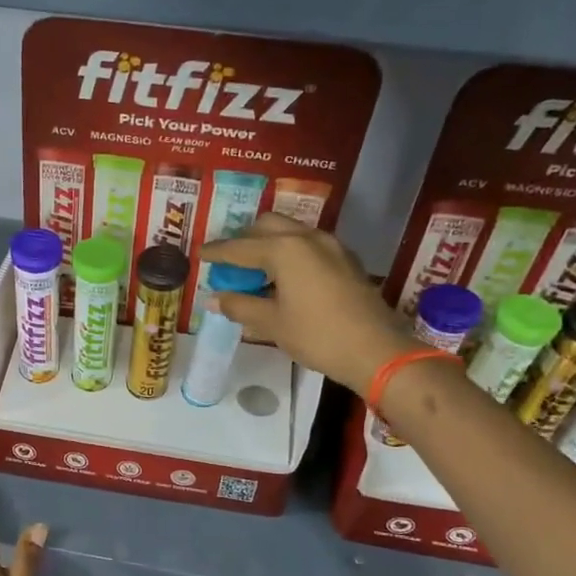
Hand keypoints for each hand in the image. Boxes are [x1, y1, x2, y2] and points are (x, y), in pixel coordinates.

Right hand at [202, 214, 414, 392]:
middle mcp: (307, 238)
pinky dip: (291, 253)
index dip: (217, 252)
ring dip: (269, 244)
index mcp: (284, 249)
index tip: (200, 254)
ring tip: (256, 269)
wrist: (375, 350)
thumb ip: (240, 306)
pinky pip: (309, 245)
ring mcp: (331, 246)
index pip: (239, 247)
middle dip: (245, 239)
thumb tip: (214, 299)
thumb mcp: (272, 323)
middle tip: (230, 261)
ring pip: (291, 232)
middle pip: (267, 226)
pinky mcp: (346, 260)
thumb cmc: (317, 335)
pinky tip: (286, 278)